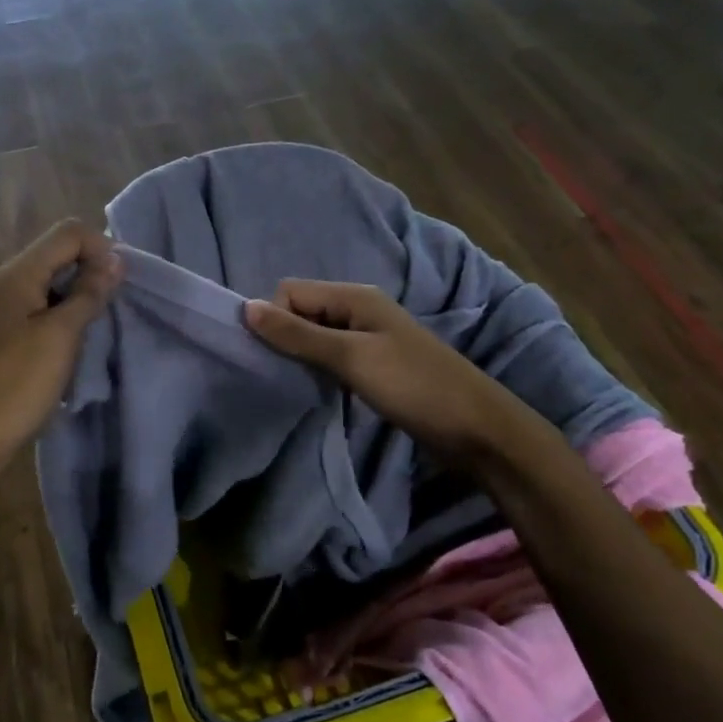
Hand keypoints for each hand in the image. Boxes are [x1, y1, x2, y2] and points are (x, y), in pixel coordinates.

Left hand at [0, 219, 122, 484]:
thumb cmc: (14, 386)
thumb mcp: (60, 337)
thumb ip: (87, 294)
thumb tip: (114, 260)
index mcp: (17, 274)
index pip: (68, 233)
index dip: (101, 248)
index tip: (121, 285)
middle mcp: (5, 284)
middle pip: (57, 255)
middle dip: (92, 272)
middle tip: (114, 308)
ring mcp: (0, 311)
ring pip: (50, 285)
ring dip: (78, 298)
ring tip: (97, 330)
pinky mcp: (0, 337)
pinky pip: (39, 311)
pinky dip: (62, 320)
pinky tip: (72, 348)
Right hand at [244, 280, 511, 461]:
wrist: (477, 429)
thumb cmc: (414, 386)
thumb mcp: (351, 357)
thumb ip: (298, 334)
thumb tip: (245, 308)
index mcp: (354, 296)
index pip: (290, 292)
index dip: (274, 319)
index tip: (274, 357)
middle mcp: (358, 309)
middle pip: (300, 311)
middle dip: (284, 337)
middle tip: (280, 374)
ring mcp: (367, 338)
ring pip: (313, 336)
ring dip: (300, 356)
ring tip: (296, 384)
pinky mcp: (372, 365)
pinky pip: (330, 357)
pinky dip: (318, 370)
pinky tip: (317, 391)